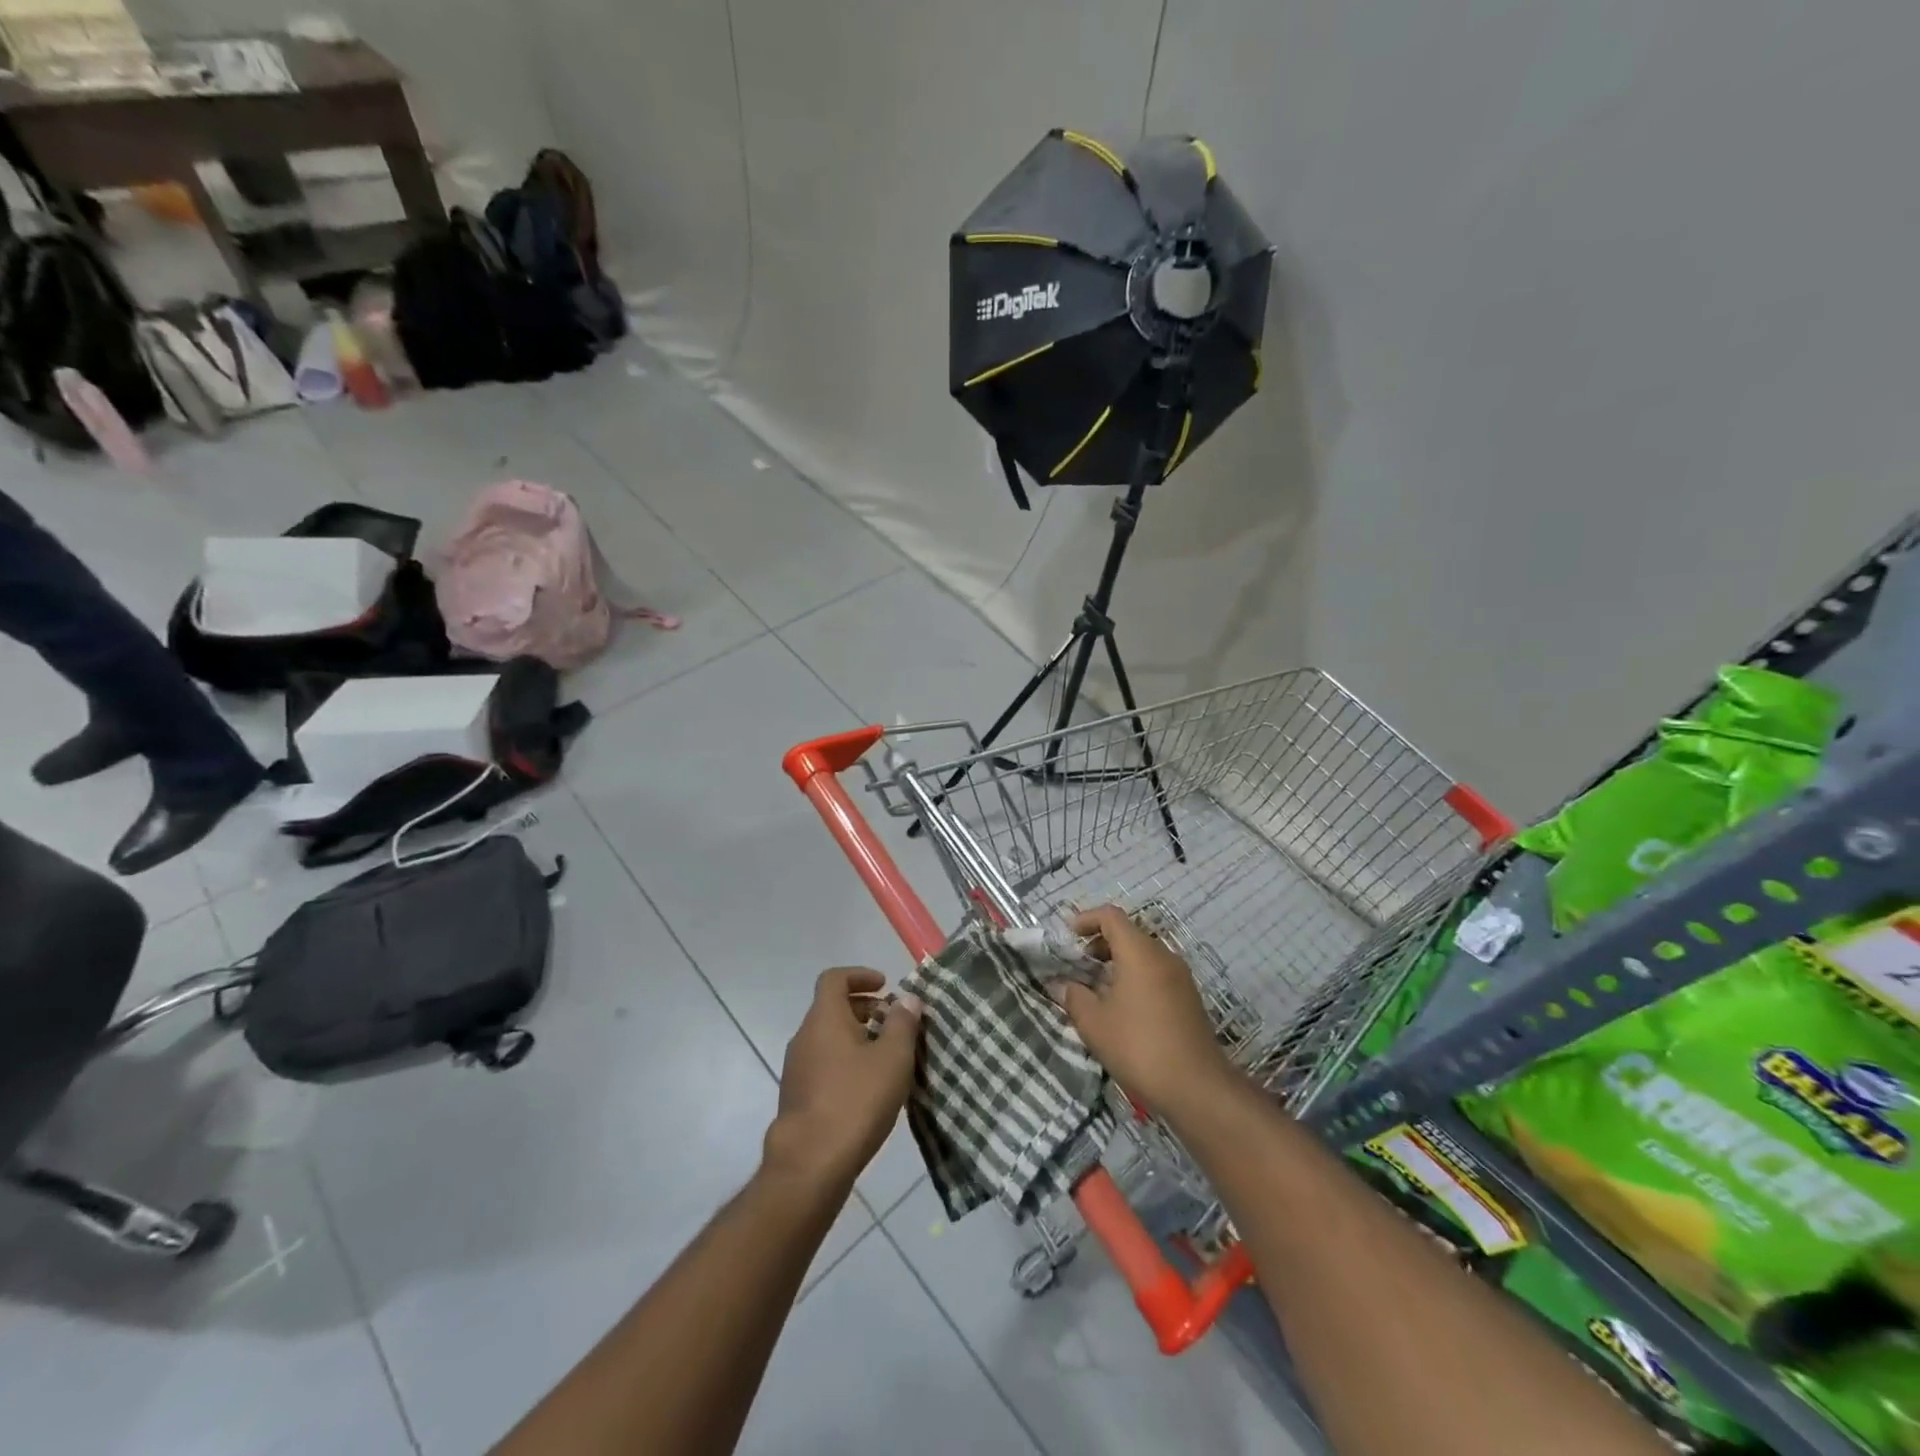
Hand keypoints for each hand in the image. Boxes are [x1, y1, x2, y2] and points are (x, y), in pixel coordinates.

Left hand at [764, 968, 921, 1189]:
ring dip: (857, 1038)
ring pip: (828, 1038)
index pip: (834, 978)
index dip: (860, 975)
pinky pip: (824, 1064)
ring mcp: (796, 1068)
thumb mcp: (892, 1058)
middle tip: (894, 1023)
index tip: (885, 986)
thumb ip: (902, 1023)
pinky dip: (846, 1062)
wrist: (810, 1164)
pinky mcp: (797, 1097)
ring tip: (887, 1057)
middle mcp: (804, 1037)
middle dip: (864, 1009)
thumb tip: (907, 999)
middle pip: (832, 1008)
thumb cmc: (855, 1100)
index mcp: (824, 1018)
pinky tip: (869, 1088)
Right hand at [1052, 905, 1234, 1113]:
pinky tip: (1122, 1009)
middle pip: (1128, 934)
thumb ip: (1074, 997)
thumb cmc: (1139, 1046)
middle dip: (1099, 944)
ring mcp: (1180, 977)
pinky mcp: (1189, 998)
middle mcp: (1163, 956)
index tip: (1067, 937)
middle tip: (1078, 966)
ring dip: (1117, 963)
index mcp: (1140, 952)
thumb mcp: (1094, 1023)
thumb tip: (1061, 984)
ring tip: (1096, 990)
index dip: (1085, 919)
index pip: (1110, 916)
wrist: (1197, 1088)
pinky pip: (1155, 974)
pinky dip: (1134, 978)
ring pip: (1143, 955)